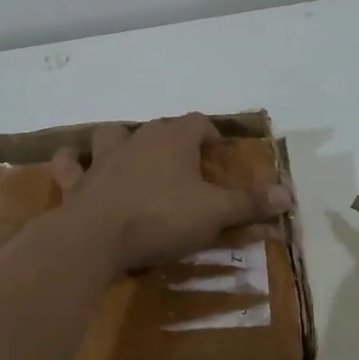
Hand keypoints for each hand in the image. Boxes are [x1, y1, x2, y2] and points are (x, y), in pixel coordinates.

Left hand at [49, 114, 292, 273]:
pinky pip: (69, 162)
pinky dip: (72, 162)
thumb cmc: (161, 218)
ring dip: (121, 141)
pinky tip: (75, 165)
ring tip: (130, 156)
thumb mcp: (215, 213)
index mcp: (173, 140)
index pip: (197, 122)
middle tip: (185, 163)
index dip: (210, 133)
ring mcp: (103, 158)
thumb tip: (289, 193)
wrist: (96, 238)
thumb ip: (250, 203)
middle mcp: (138, 139)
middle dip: (173, 139)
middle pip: (159, 127)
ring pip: (111, 134)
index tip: (218, 151)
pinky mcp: (76, 181)